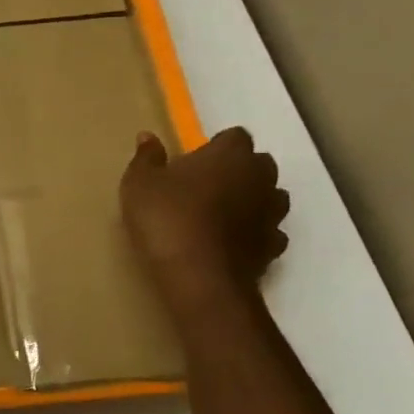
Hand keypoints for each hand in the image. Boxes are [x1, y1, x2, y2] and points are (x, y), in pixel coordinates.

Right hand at [121, 128, 289, 310]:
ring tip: (220, 214)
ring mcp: (272, 214)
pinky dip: (254, 233)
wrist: (199, 277)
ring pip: (269, 197)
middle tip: (205, 185)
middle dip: (238, 170)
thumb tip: (148, 137)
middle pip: (258, 164)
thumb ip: (146, 158)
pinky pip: (268, 232)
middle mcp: (260, 178)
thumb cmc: (167, 219)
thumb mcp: (139, 184)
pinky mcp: (273, 247)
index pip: (235, 136)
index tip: (194, 159)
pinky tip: (231, 242)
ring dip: (251, 200)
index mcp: (230, 155)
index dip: (216, 145)